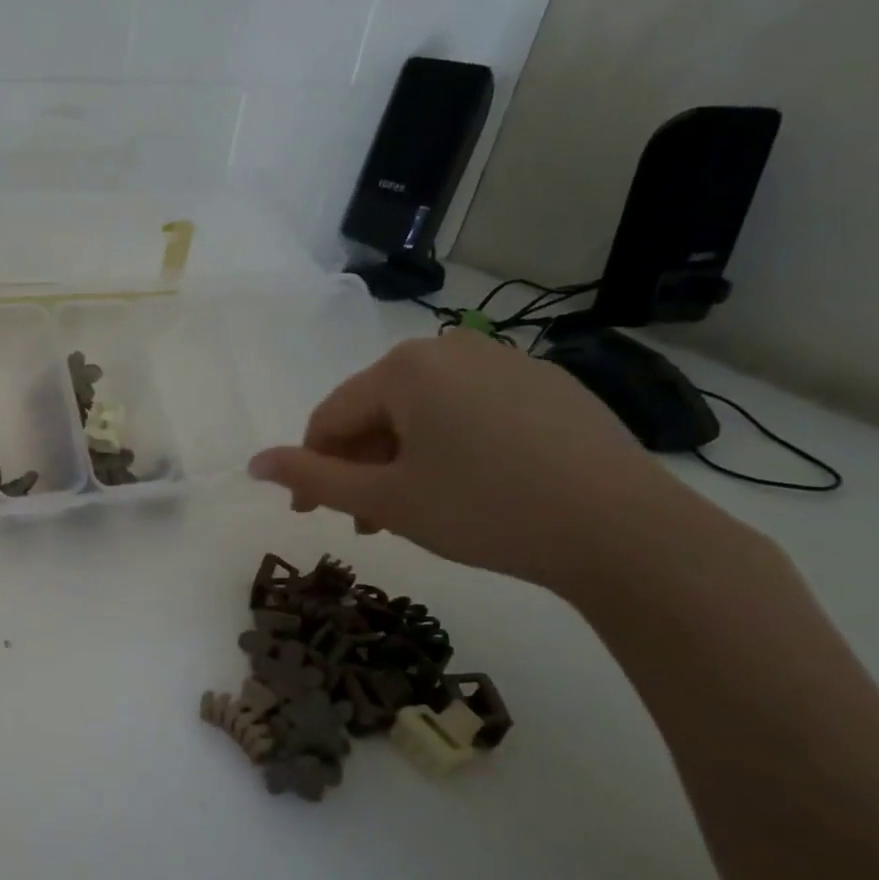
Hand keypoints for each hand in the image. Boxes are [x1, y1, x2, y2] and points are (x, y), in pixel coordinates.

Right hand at [248, 331, 715, 596]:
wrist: (624, 531)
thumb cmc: (483, 509)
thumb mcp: (385, 500)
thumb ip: (311, 478)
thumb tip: (253, 463)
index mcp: (406, 366)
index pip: (331, 415)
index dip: (311, 467)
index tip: (308, 514)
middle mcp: (454, 348)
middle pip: (378, 410)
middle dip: (360, 466)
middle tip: (364, 522)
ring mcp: (508, 363)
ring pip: (425, 413)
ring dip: (401, 461)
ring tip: (409, 512)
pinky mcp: (550, 387)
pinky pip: (472, 412)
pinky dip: (449, 448)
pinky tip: (465, 489)